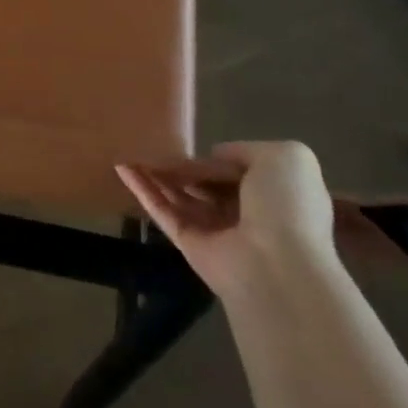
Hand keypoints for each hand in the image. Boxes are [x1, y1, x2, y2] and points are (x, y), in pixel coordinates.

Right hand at [117, 141, 337, 297]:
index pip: (241, 169)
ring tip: (130, 147)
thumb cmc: (286, 206)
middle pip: (207, 183)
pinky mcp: (189, 244)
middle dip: (184, 166)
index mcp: (275, 195)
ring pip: (182, 196)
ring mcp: (217, 231)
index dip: (220, 156)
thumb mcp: (285, 158)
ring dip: (158, 173)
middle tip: (155, 142)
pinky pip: (164, 212)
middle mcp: (247, 214)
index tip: (195, 142)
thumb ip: (246, 149)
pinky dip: (143, 190)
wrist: (277, 264)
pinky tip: (122, 168)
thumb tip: (215, 157)